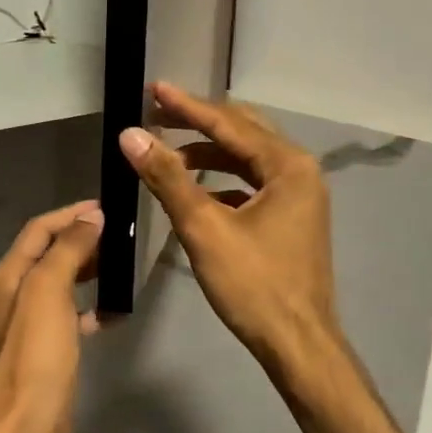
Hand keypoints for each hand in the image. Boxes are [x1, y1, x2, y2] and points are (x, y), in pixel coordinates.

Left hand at [0, 201, 103, 432]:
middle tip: (118, 235)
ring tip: (119, 266)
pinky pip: (71, 317)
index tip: (105, 208)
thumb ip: (68, 251)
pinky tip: (111, 314)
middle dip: (80, 240)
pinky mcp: (48, 352)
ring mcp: (31, 326)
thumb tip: (91, 218)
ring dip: (87, 270)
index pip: (38, 231)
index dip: (69, 215)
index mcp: (10, 277)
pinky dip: (90, 308)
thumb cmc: (36, 356)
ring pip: (61, 285)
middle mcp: (16, 296)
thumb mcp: (49, 292)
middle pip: (48, 255)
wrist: (26, 427)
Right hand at [117, 84, 340, 378]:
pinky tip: (195, 193)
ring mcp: (299, 197)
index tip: (153, 89)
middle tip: (157, 114)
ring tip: (167, 155)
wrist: (297, 343)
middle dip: (199, 123)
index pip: (229, 124)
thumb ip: (168, 178)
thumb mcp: (204, 228)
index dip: (187, 107)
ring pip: (248, 160)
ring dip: (208, 155)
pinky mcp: (291, 219)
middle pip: (243, 133)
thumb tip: (131, 135)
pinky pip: (252, 185)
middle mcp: (299, 172)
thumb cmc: (254, 285)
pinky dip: (222, 182)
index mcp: (287, 166)